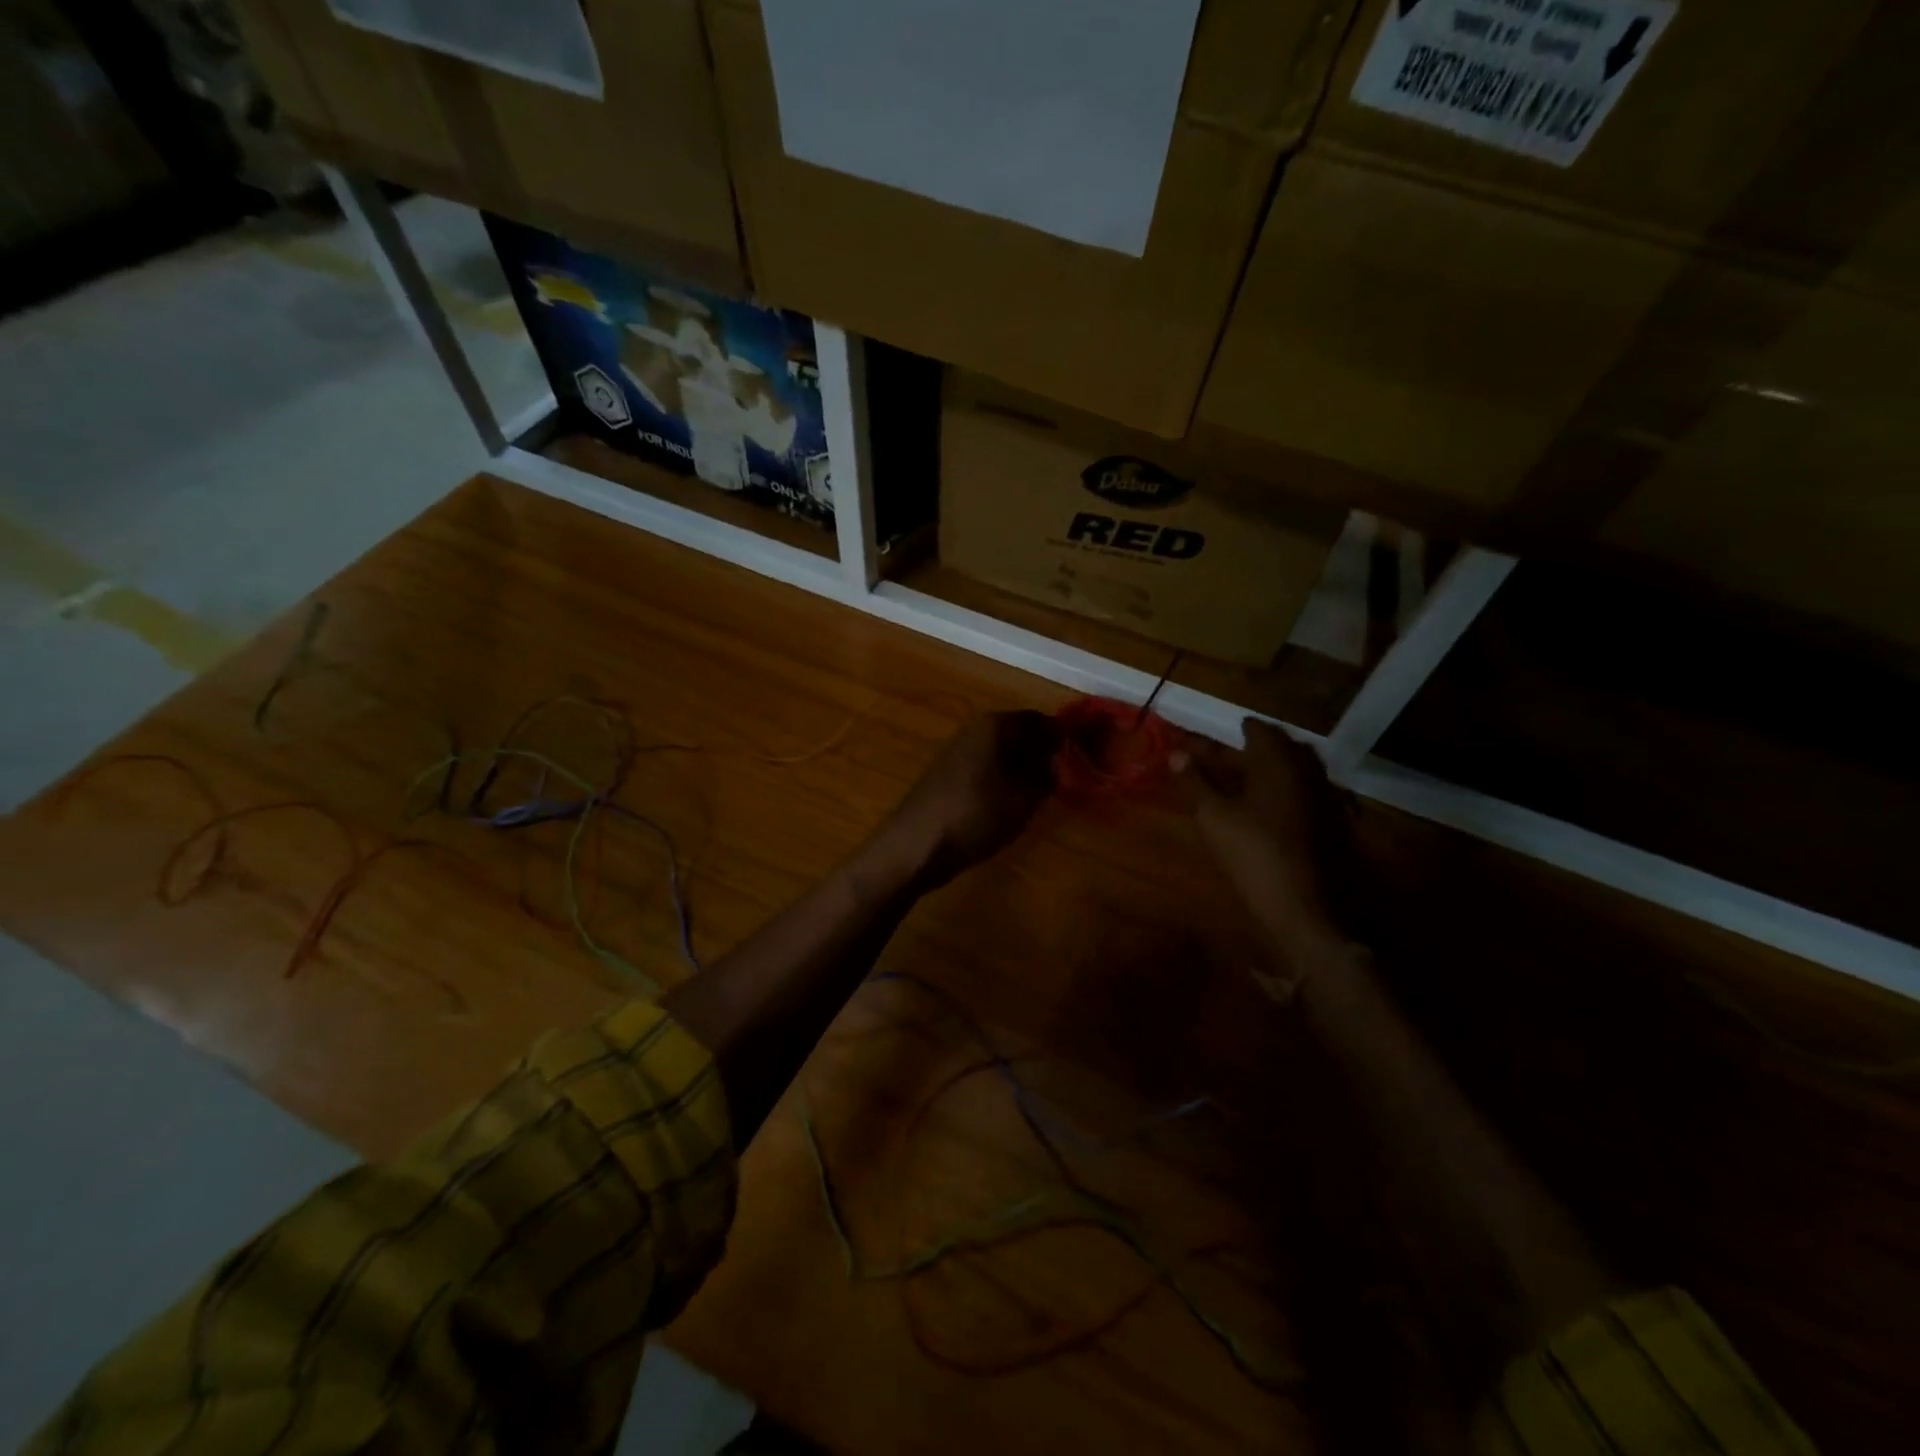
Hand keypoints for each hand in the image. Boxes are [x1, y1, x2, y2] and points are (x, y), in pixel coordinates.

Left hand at [879, 711, 1059, 888]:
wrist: (916, 845)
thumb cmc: (976, 815)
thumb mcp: (1025, 796)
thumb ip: (1048, 772)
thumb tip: (1060, 758)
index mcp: (996, 724)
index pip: (1043, 721)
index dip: (1065, 741)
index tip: (1083, 764)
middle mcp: (975, 728)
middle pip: (1021, 735)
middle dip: (1044, 756)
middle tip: (1063, 785)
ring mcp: (957, 750)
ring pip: (1003, 753)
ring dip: (1023, 771)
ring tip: (1038, 800)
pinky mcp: (947, 774)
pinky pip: (986, 769)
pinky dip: (1002, 782)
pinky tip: (1007, 807)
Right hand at [1174, 718, 1344, 951]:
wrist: (1307, 908)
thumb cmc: (1254, 854)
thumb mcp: (1214, 817)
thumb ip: (1195, 782)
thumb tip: (1176, 754)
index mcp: (1279, 761)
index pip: (1258, 730)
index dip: (1231, 731)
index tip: (1213, 736)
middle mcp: (1308, 770)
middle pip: (1277, 748)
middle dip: (1247, 750)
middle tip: (1218, 759)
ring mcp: (1325, 797)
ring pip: (1292, 772)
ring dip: (1265, 772)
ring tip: (1235, 783)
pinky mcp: (1332, 823)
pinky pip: (1303, 793)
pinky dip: (1281, 793)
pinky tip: (1262, 810)